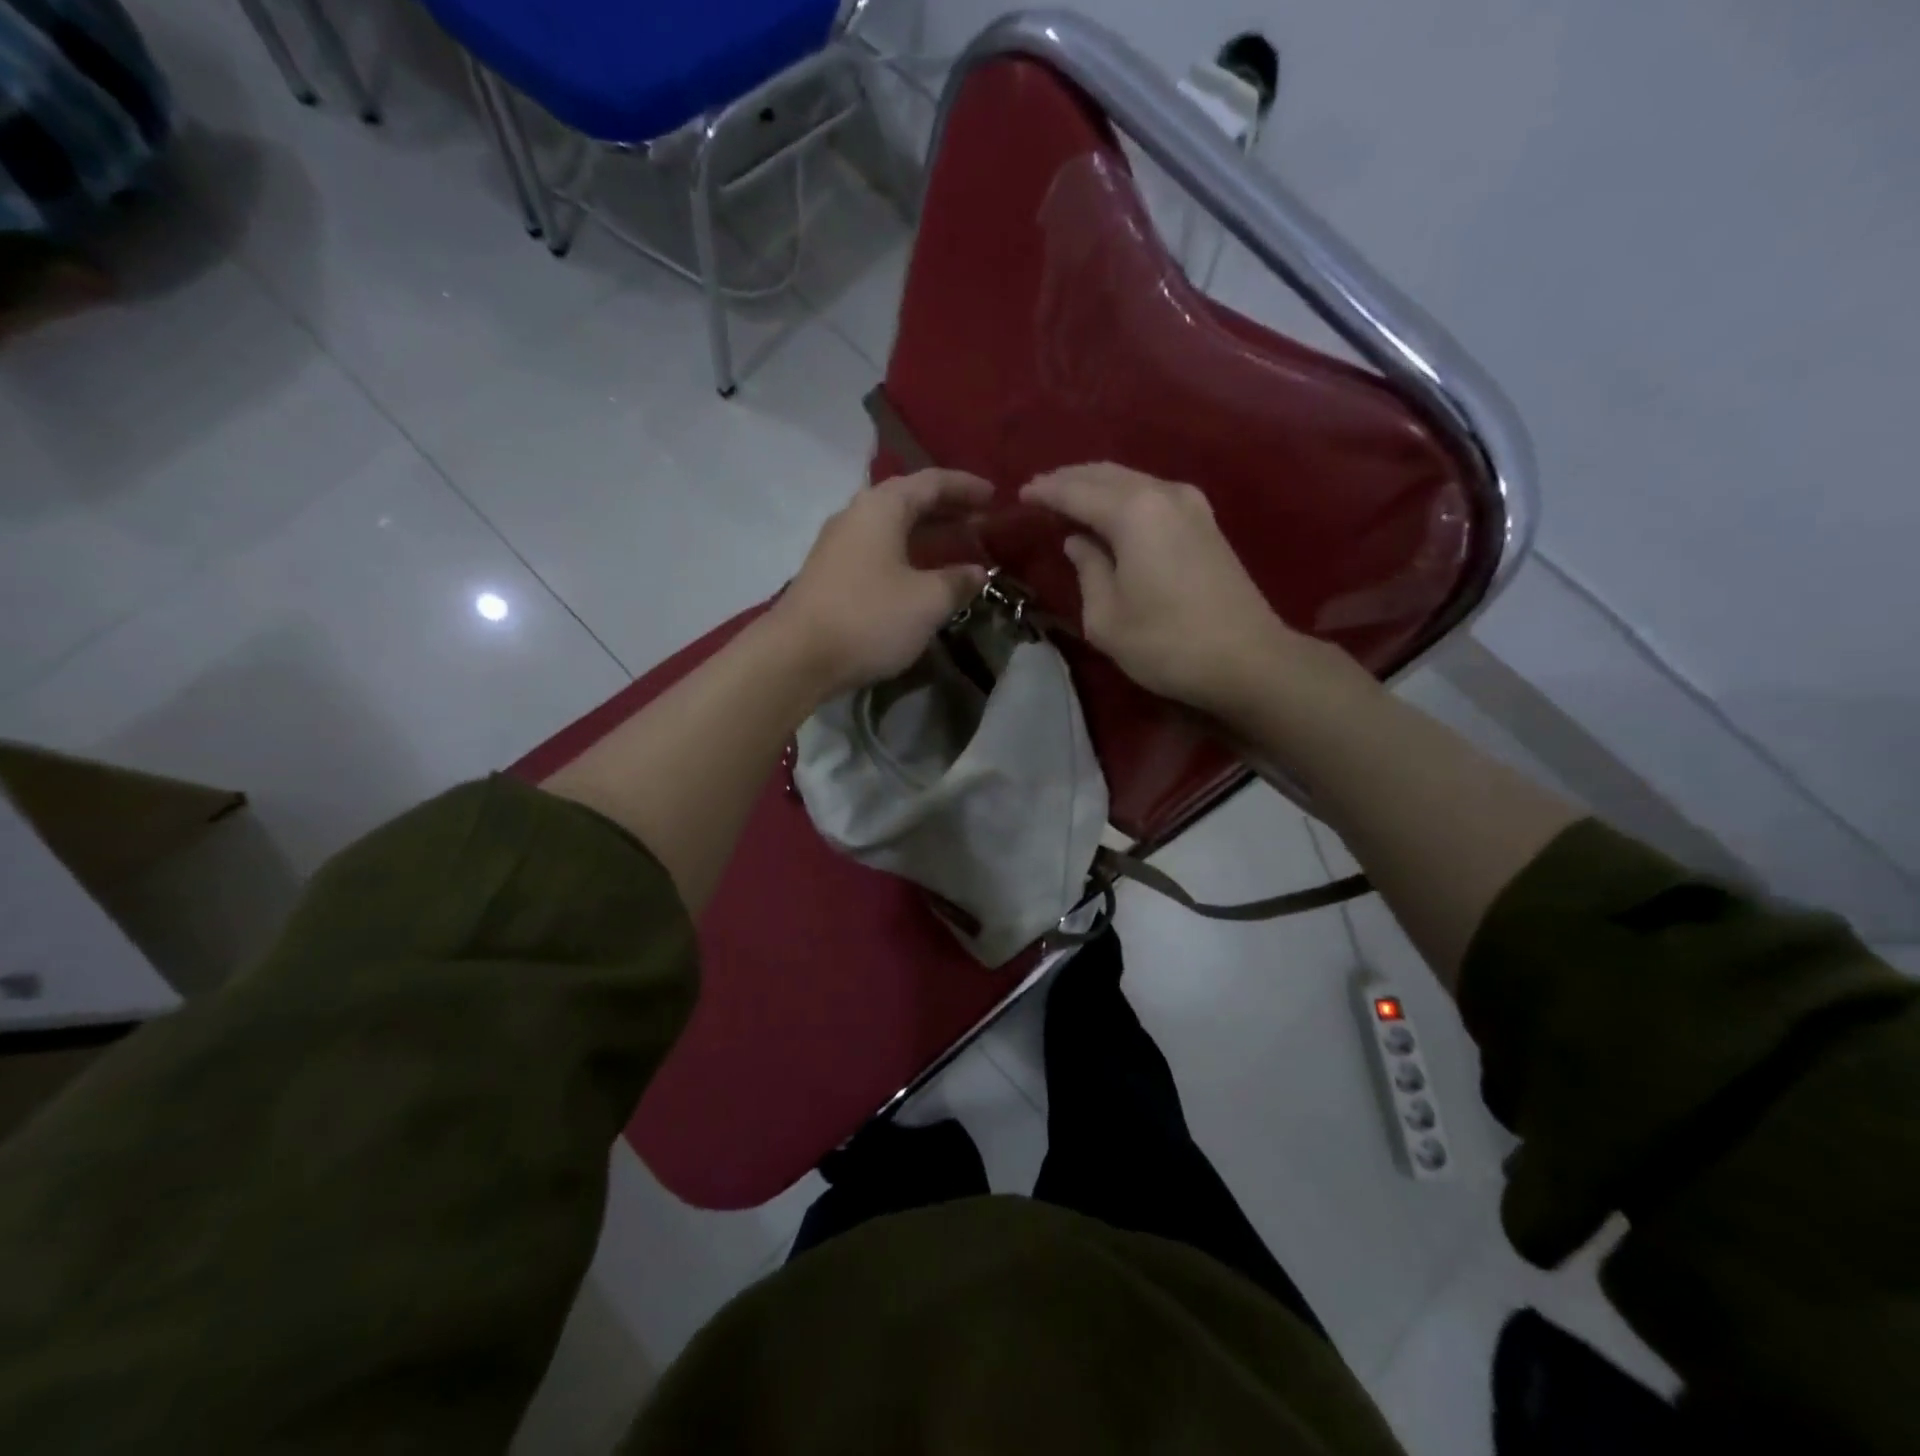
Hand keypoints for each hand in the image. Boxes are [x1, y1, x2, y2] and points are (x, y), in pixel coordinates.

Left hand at [773, 470, 992, 699]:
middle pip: (909, 501)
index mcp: (882, 507)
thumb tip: (978, 572)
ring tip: (959, 546)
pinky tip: (922, 575)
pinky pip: (879, 550)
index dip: (966, 487)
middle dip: (948, 509)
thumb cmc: (869, 618)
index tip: (995, 496)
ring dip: (928, 534)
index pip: (932, 482)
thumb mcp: (927, 601)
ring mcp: (839, 545)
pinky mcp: (831, 573)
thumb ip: (958, 581)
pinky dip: (908, 554)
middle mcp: (857, 515)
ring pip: (893, 528)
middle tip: (982, 522)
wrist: (797, 657)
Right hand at [1022, 464, 1315, 717]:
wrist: (1248, 660)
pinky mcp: (1206, 522)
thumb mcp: (1107, 617)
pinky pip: (1152, 493)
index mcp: (1133, 512)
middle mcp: (1163, 493)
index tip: (1020, 496)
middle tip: (1040, 491)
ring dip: (1098, 485)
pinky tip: (1110, 513)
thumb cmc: (1166, 643)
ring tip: (1069, 498)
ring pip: (1132, 480)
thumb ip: (1087, 570)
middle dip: (1070, 479)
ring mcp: (1191, 504)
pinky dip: (1123, 496)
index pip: (1076, 491)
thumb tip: (1078, 542)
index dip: (1046, 492)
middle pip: (1106, 474)